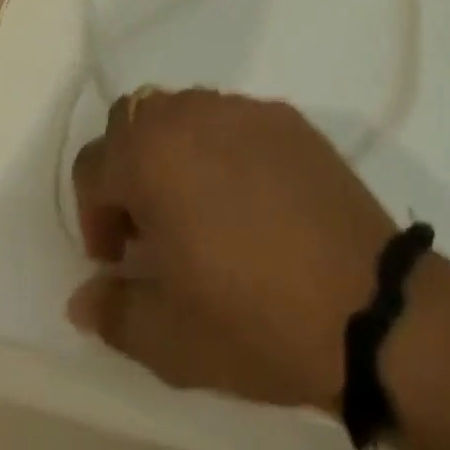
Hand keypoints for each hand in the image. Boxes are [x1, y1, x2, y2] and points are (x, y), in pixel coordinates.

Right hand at [67, 89, 396, 410]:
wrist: (366, 302)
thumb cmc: (256, 319)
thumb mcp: (171, 341)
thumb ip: (115, 311)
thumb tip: (84, 297)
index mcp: (153, 156)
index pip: (93, 163)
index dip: (94, 214)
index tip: (119, 258)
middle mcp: (192, 114)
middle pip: (134, 120)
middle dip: (128, 168)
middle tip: (152, 225)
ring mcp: (244, 108)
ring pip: (184, 110)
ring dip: (174, 150)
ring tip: (199, 207)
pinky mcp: (286, 116)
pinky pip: (233, 118)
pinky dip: (222, 146)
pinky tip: (250, 197)